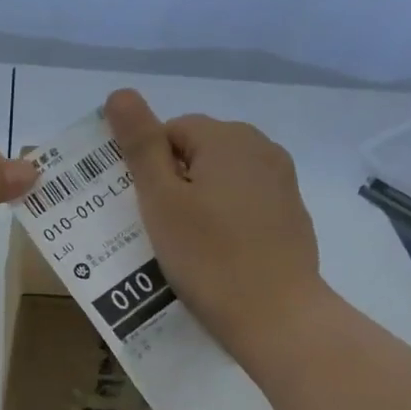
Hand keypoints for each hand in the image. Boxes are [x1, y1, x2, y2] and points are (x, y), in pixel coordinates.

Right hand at [104, 89, 325, 357]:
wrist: (276, 315)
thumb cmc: (208, 256)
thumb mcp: (161, 200)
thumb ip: (140, 144)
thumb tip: (119, 94)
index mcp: (228, 137)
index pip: (170, 130)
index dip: (148, 166)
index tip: (143, 206)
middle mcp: (261, 148)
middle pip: (198, 151)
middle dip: (173, 181)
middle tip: (158, 227)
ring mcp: (282, 182)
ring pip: (221, 178)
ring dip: (197, 200)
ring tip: (184, 243)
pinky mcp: (291, 214)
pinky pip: (243, 203)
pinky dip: (224, 219)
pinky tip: (217, 254)